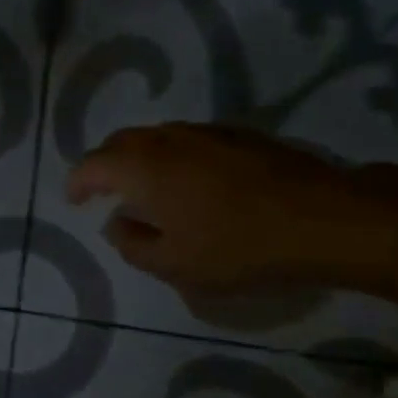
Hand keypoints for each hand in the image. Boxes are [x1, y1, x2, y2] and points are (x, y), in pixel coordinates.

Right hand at [65, 123, 397, 294]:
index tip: (75, 201)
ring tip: (145, 188)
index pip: (92, 165)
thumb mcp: (175, 265)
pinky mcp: (238, 134)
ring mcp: (205, 131)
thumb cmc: (237, 247)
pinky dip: (171, 156)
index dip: (77, 182)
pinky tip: (190, 182)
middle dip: (104, 165)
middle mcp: (167, 139)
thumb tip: (116, 223)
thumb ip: (132, 244)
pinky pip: (187, 140)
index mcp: (142, 167)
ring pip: (155, 137)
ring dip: (139, 158)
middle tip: (103, 191)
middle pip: (120, 142)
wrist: (322, 218)